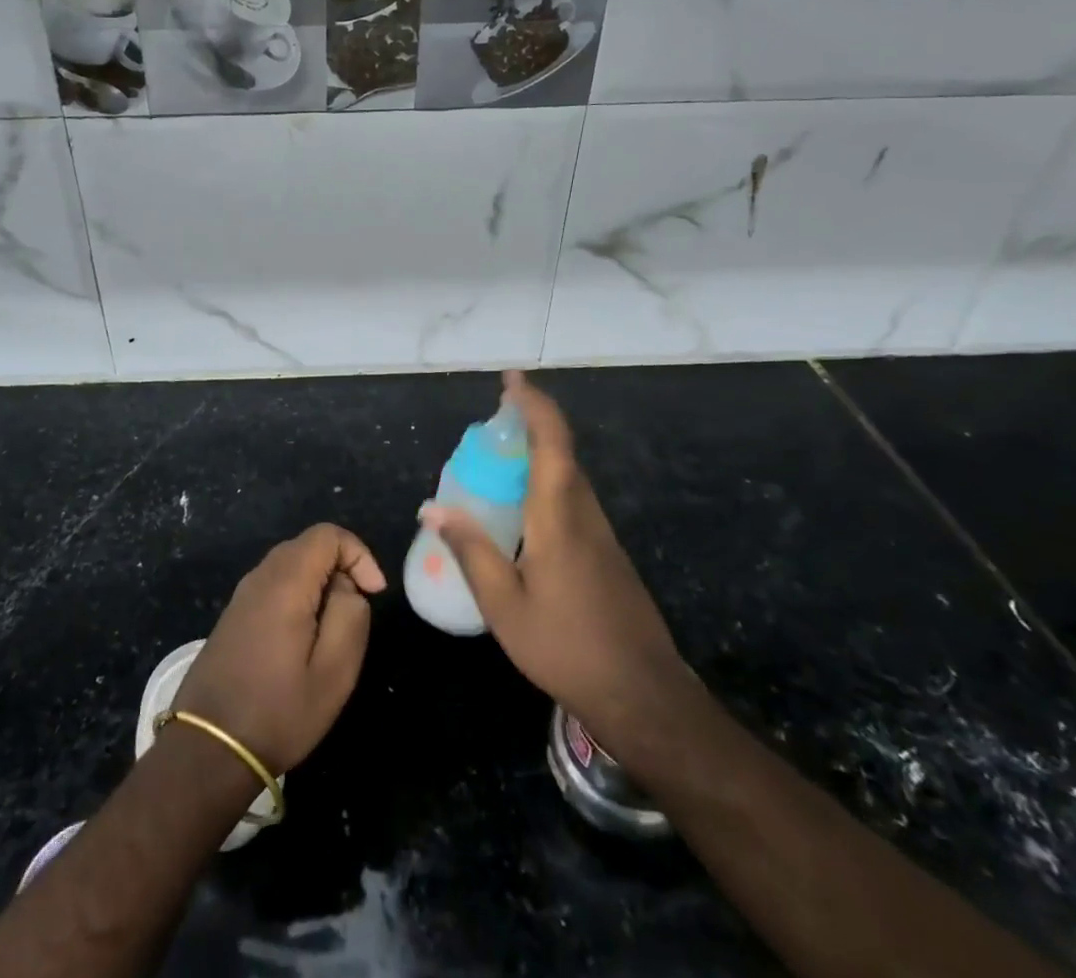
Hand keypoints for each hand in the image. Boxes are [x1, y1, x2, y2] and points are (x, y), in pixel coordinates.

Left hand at [173, 523, 386, 774]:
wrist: (207, 749)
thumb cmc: (278, 712)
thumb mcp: (334, 672)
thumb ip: (350, 616)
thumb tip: (348, 587)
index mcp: (285, 582)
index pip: (327, 535)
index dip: (358, 554)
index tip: (374, 594)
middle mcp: (259, 577)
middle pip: (308, 546)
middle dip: (341, 569)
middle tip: (356, 613)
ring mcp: (242, 595)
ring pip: (291, 566)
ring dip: (320, 586)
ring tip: (332, 631)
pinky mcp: (233, 615)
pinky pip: (274, 586)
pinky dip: (298, 597)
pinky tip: (303, 641)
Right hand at [422, 371, 693, 744]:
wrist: (643, 695)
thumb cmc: (567, 647)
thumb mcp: (504, 606)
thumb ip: (471, 552)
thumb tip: (432, 508)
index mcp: (559, 517)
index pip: (552, 442)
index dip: (533, 404)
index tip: (511, 379)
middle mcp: (584, 514)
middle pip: (561, 452)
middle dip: (530, 423)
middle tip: (492, 420)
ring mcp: (601, 534)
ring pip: (568, 476)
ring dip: (539, 453)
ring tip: (498, 460)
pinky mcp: (606, 553)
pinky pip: (572, 500)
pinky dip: (546, 483)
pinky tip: (522, 512)